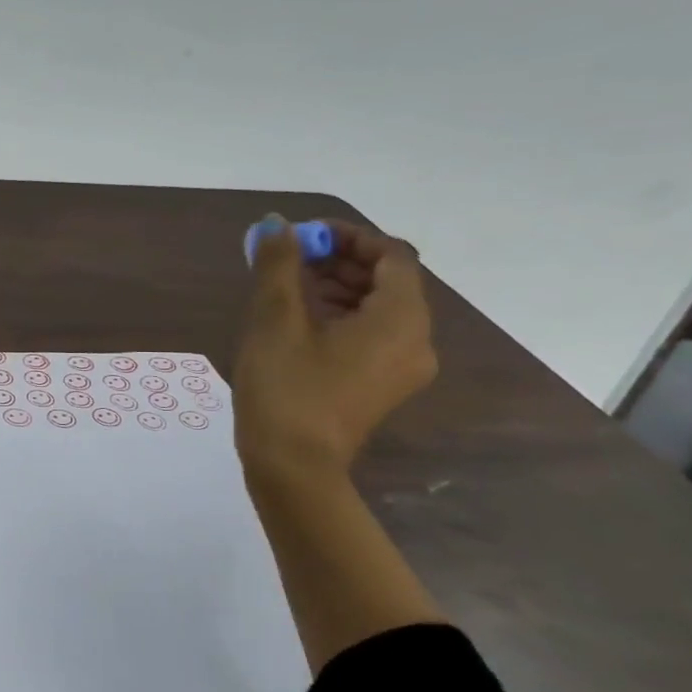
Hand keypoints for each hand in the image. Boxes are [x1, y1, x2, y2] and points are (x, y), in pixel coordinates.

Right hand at [232, 216, 435, 476]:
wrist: (292, 467)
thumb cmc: (286, 388)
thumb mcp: (275, 320)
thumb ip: (278, 265)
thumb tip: (276, 224)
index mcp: (400, 319)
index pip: (392, 255)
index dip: (349, 236)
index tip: (302, 236)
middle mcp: (416, 340)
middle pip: (388, 281)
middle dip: (339, 260)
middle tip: (288, 257)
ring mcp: (402, 367)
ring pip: (378, 308)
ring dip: (337, 286)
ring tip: (285, 285)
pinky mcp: (382, 386)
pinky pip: (371, 335)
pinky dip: (341, 315)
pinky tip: (298, 319)